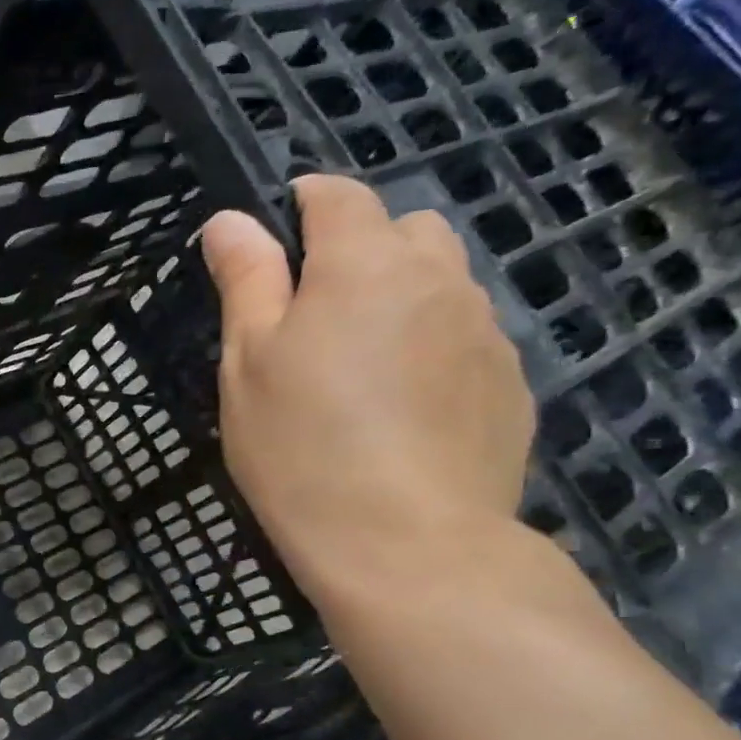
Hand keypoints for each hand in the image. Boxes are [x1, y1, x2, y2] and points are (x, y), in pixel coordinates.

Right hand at [202, 175, 534, 597]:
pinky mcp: (510, 382)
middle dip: (359, 248)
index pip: (337, 195)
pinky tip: (402, 407)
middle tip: (313, 315)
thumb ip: (246, 282)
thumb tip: (230, 219)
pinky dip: (431, 345)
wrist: (406, 544)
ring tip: (359, 366)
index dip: (301, 203)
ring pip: (441, 282)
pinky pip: (465, 336)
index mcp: (364, 265)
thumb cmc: (301, 448)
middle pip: (403, 229)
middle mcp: (438, 278)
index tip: (273, 238)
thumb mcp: (249, 364)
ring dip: (399, 296)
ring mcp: (485, 330)